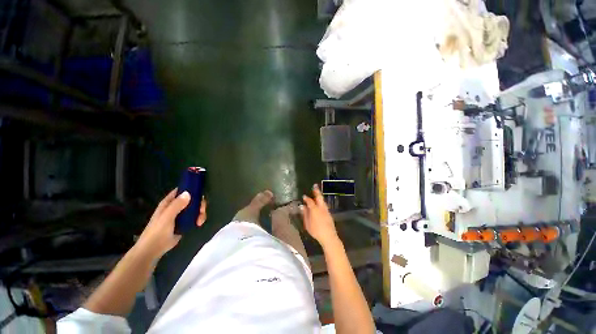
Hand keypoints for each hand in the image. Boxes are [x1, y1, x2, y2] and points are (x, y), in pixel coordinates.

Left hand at [135, 189, 206, 258]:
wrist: (153, 250)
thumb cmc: (157, 232)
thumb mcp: (167, 217)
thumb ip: (177, 205)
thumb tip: (188, 193)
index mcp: (169, 202)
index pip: (182, 190)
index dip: (192, 189)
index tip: (200, 194)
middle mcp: (175, 206)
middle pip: (192, 199)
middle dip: (199, 204)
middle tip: (202, 211)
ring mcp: (180, 215)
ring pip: (195, 208)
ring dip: (200, 213)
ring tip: (200, 221)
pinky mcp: (184, 223)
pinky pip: (194, 217)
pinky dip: (199, 218)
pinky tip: (199, 224)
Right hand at [301, 184, 339, 247]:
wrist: (329, 236)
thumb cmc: (316, 231)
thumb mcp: (307, 223)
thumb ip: (305, 214)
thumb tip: (302, 206)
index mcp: (314, 209)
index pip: (310, 201)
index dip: (306, 198)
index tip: (304, 196)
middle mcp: (321, 208)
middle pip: (319, 197)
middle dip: (317, 191)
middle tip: (315, 186)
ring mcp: (326, 210)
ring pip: (323, 200)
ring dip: (320, 196)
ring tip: (317, 193)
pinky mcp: (329, 214)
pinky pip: (325, 205)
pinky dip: (322, 201)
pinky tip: (320, 203)